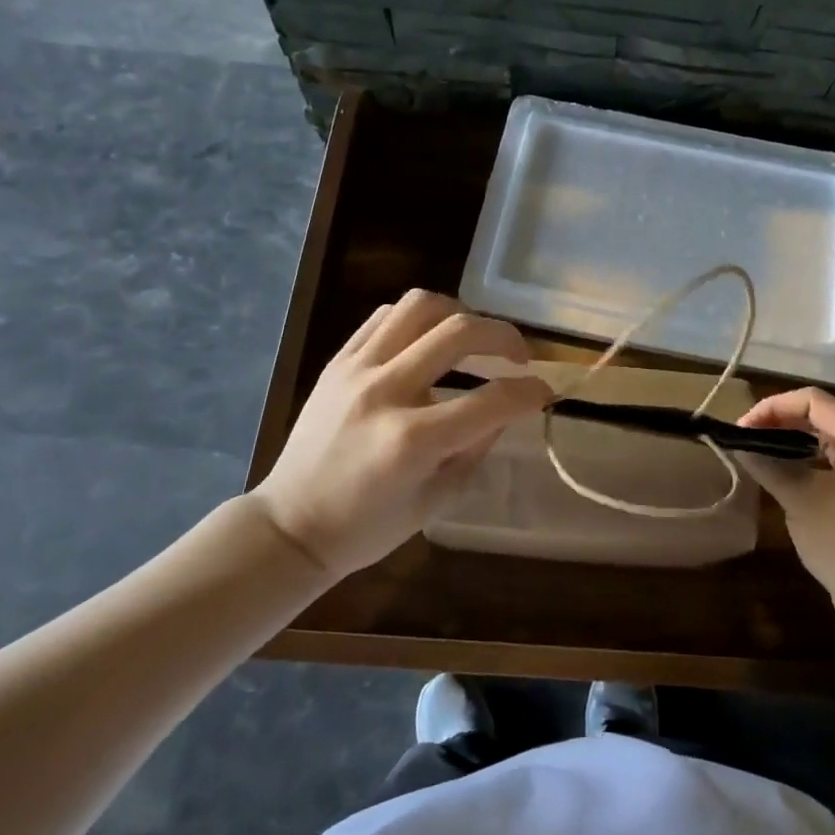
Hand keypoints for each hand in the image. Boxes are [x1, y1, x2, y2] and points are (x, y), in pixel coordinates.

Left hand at [251, 290, 551, 577]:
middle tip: (518, 355)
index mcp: (413, 440)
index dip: (530, 391)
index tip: (545, 390)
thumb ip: (478, 446)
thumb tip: (507, 407)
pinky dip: (418, 319)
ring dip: (460, 314)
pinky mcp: (338, 361)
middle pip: (459, 332)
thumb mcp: (437, 499)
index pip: (491, 400)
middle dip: (505, 336)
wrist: (290, 526)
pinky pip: (384, 316)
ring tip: (472, 337)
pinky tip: (428, 339)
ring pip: (419, 306)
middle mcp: (385, 392)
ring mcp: (356, 370)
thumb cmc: (367, 528)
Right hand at [738, 388, 834, 629]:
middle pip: (820, 417)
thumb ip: (768, 464)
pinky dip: (802, 463)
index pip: (814, 401)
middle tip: (744, 439)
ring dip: (789, 443)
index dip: (774, 407)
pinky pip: (829, 464)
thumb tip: (736, 443)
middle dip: (779, 423)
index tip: (742, 426)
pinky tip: (779, 475)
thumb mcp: (801, 499)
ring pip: (823, 441)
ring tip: (756, 453)